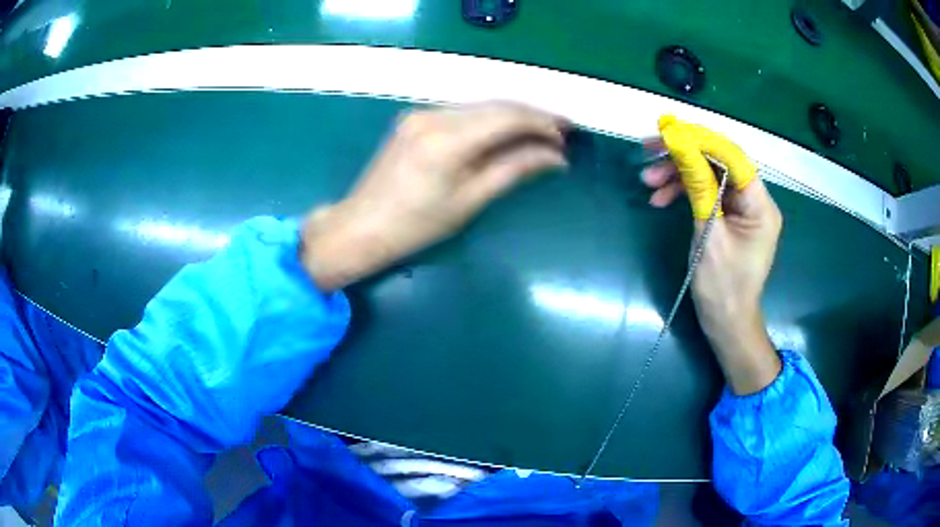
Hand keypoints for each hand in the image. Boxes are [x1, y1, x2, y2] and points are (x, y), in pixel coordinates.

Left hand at [301, 102, 568, 290]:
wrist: (361, 225)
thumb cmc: (416, 225)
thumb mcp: (469, 201)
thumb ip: (513, 170)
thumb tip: (556, 157)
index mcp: (447, 140)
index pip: (508, 117)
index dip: (543, 122)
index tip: (568, 134)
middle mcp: (434, 115)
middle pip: (496, 105)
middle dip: (533, 116)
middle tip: (561, 133)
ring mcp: (421, 113)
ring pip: (480, 106)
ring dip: (513, 116)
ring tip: (540, 134)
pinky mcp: (415, 118)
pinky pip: (463, 112)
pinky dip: (489, 120)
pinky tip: (505, 133)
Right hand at [642, 116, 782, 393]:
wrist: (726, 322)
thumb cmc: (722, 286)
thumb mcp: (708, 234)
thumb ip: (698, 186)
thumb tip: (680, 145)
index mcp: (760, 204)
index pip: (731, 156)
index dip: (699, 140)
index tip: (665, 134)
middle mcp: (754, 200)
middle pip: (719, 161)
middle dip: (683, 156)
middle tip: (647, 153)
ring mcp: (742, 208)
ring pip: (709, 175)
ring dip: (678, 174)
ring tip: (647, 183)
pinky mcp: (729, 217)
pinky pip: (706, 192)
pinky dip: (684, 192)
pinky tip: (660, 199)